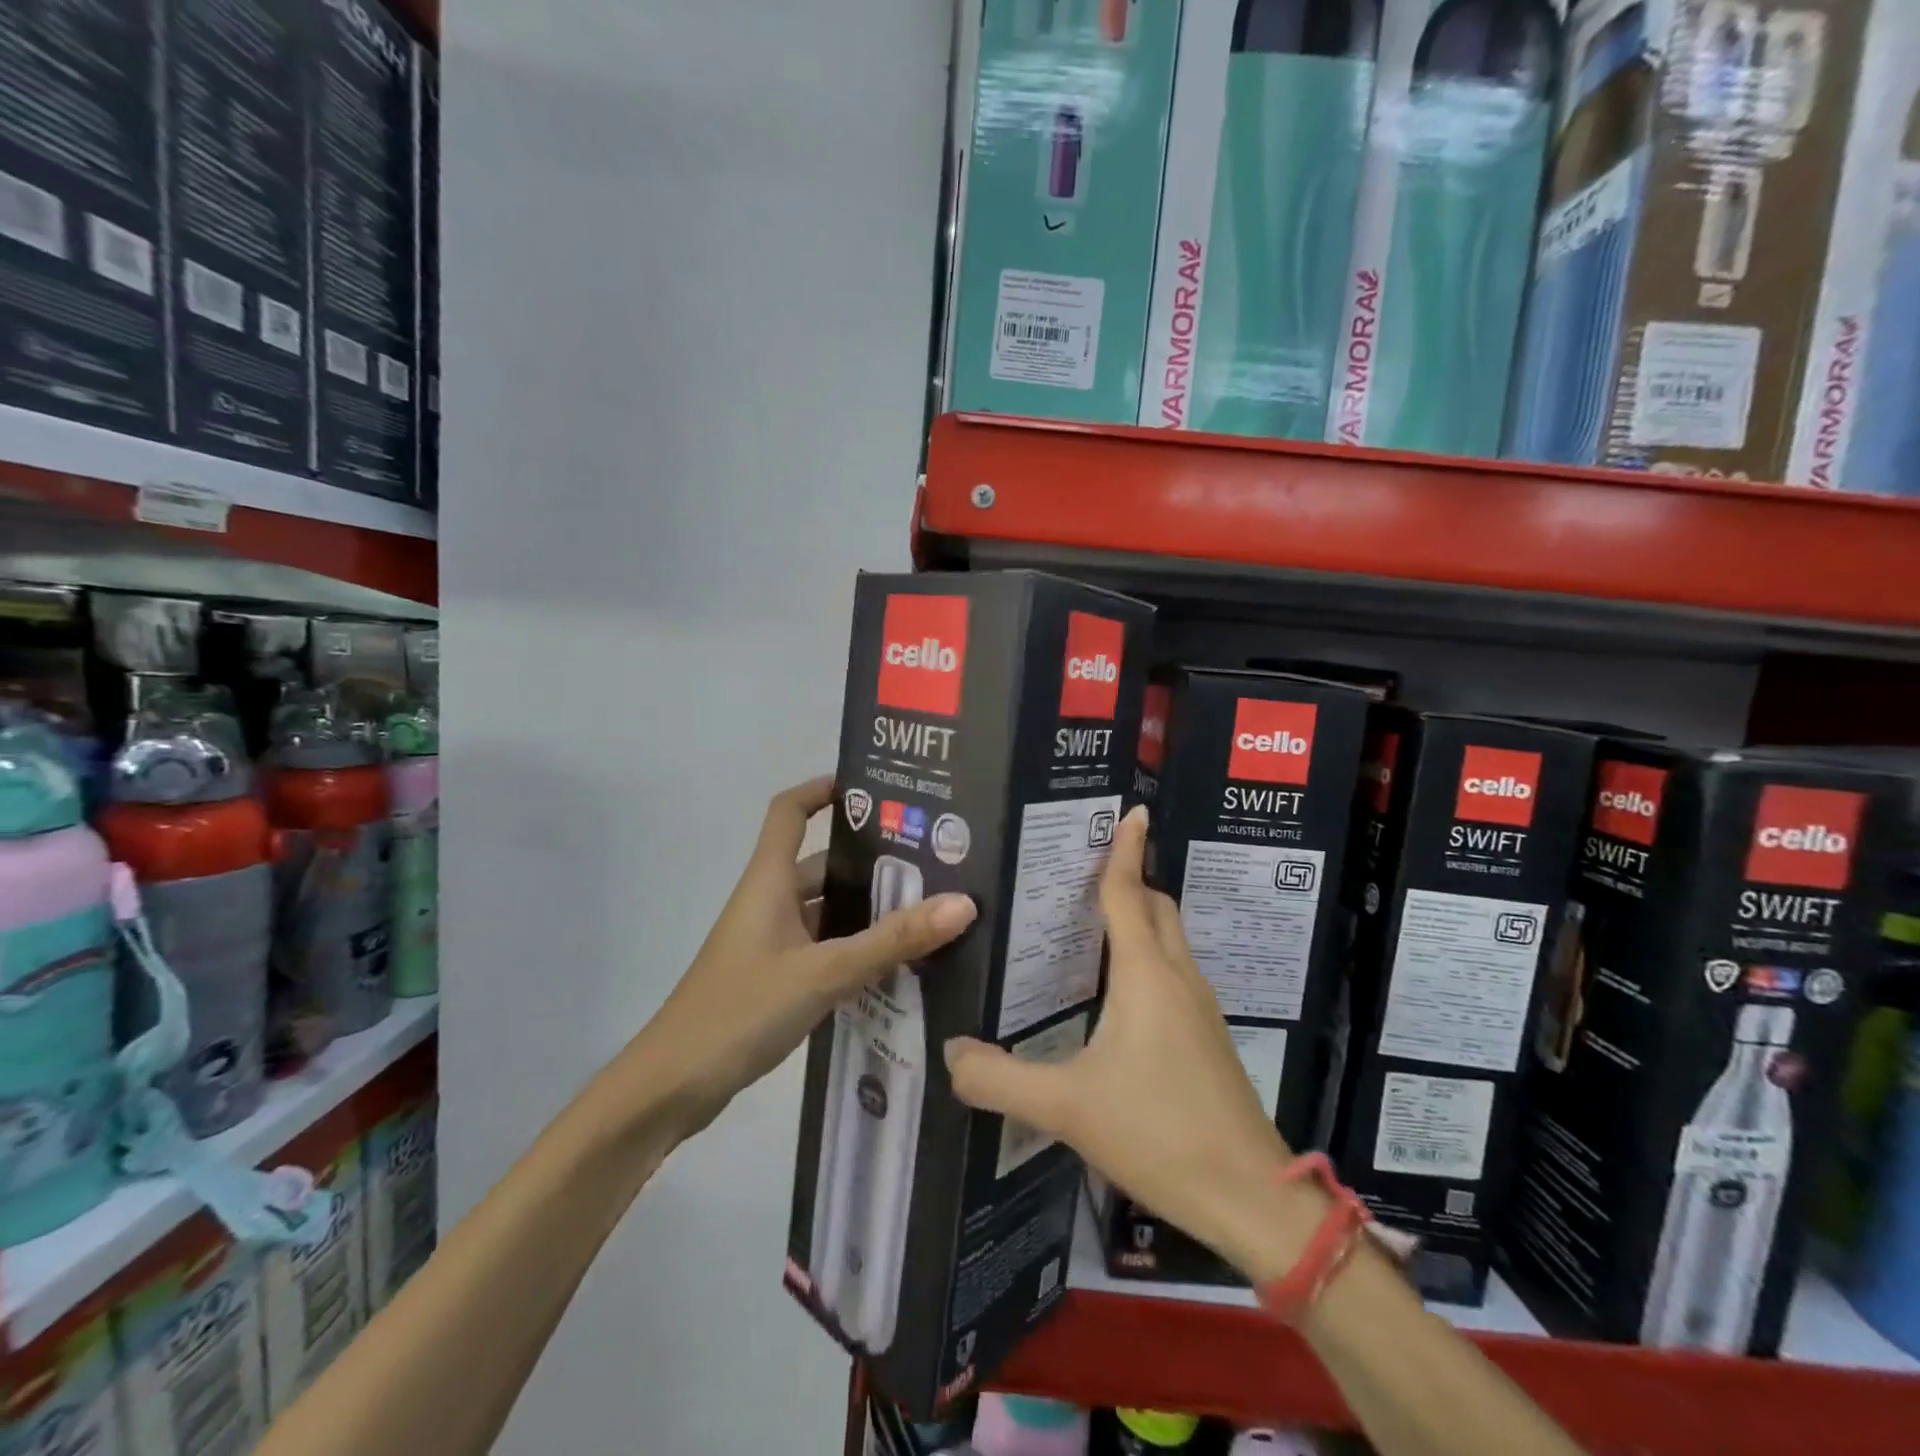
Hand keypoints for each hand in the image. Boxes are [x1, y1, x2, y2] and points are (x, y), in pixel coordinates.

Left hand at [617, 776, 975, 1141]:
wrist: (671, 1088)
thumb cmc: (740, 1011)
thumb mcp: (823, 972)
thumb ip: (891, 941)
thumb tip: (962, 903)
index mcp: (769, 881)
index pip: (790, 811)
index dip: (822, 789)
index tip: (872, 789)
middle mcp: (769, 903)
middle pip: (821, 864)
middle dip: (870, 860)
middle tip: (932, 861)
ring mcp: (770, 943)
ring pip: (826, 911)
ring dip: (867, 910)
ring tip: (928, 910)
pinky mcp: (773, 980)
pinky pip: (823, 949)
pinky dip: (855, 949)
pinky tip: (896, 966)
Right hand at [943, 805, 1322, 1281]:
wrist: (1249, 1196)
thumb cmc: (1158, 1132)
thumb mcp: (1066, 1106)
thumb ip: (999, 1079)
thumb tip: (949, 1052)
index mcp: (1146, 974)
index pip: (1130, 893)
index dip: (1126, 851)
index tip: (1133, 812)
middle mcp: (1178, 977)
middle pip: (1157, 907)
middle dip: (1130, 879)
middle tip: (1086, 870)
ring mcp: (1200, 1007)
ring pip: (1171, 940)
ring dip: (1141, 918)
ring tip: (1094, 923)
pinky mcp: (1208, 1037)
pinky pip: (1175, 971)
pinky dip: (1149, 956)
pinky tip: (1118, 992)